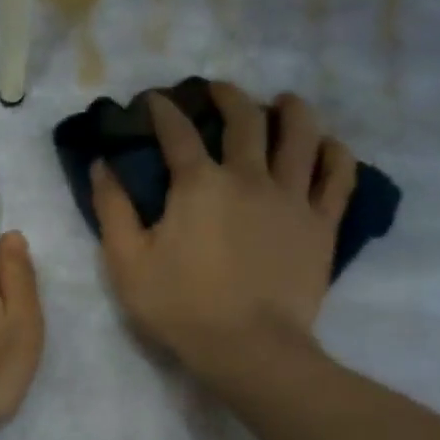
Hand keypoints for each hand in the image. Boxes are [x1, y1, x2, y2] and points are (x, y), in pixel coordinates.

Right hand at [92, 83, 355, 378]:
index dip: (163, 111)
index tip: (154, 100)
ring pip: (301, 134)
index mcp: (199, 185)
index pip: (177, 133)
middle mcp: (249, 177)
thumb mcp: (127, 263)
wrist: (248, 347)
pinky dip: (334, 153)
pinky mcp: (322, 224)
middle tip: (217, 91)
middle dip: (227, 96)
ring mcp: (292, 198)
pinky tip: (327, 145)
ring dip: (290, 110)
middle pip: (245, 119)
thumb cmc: (180, 307)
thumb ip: (112, 210)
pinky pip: (338, 176)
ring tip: (282, 102)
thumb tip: (101, 165)